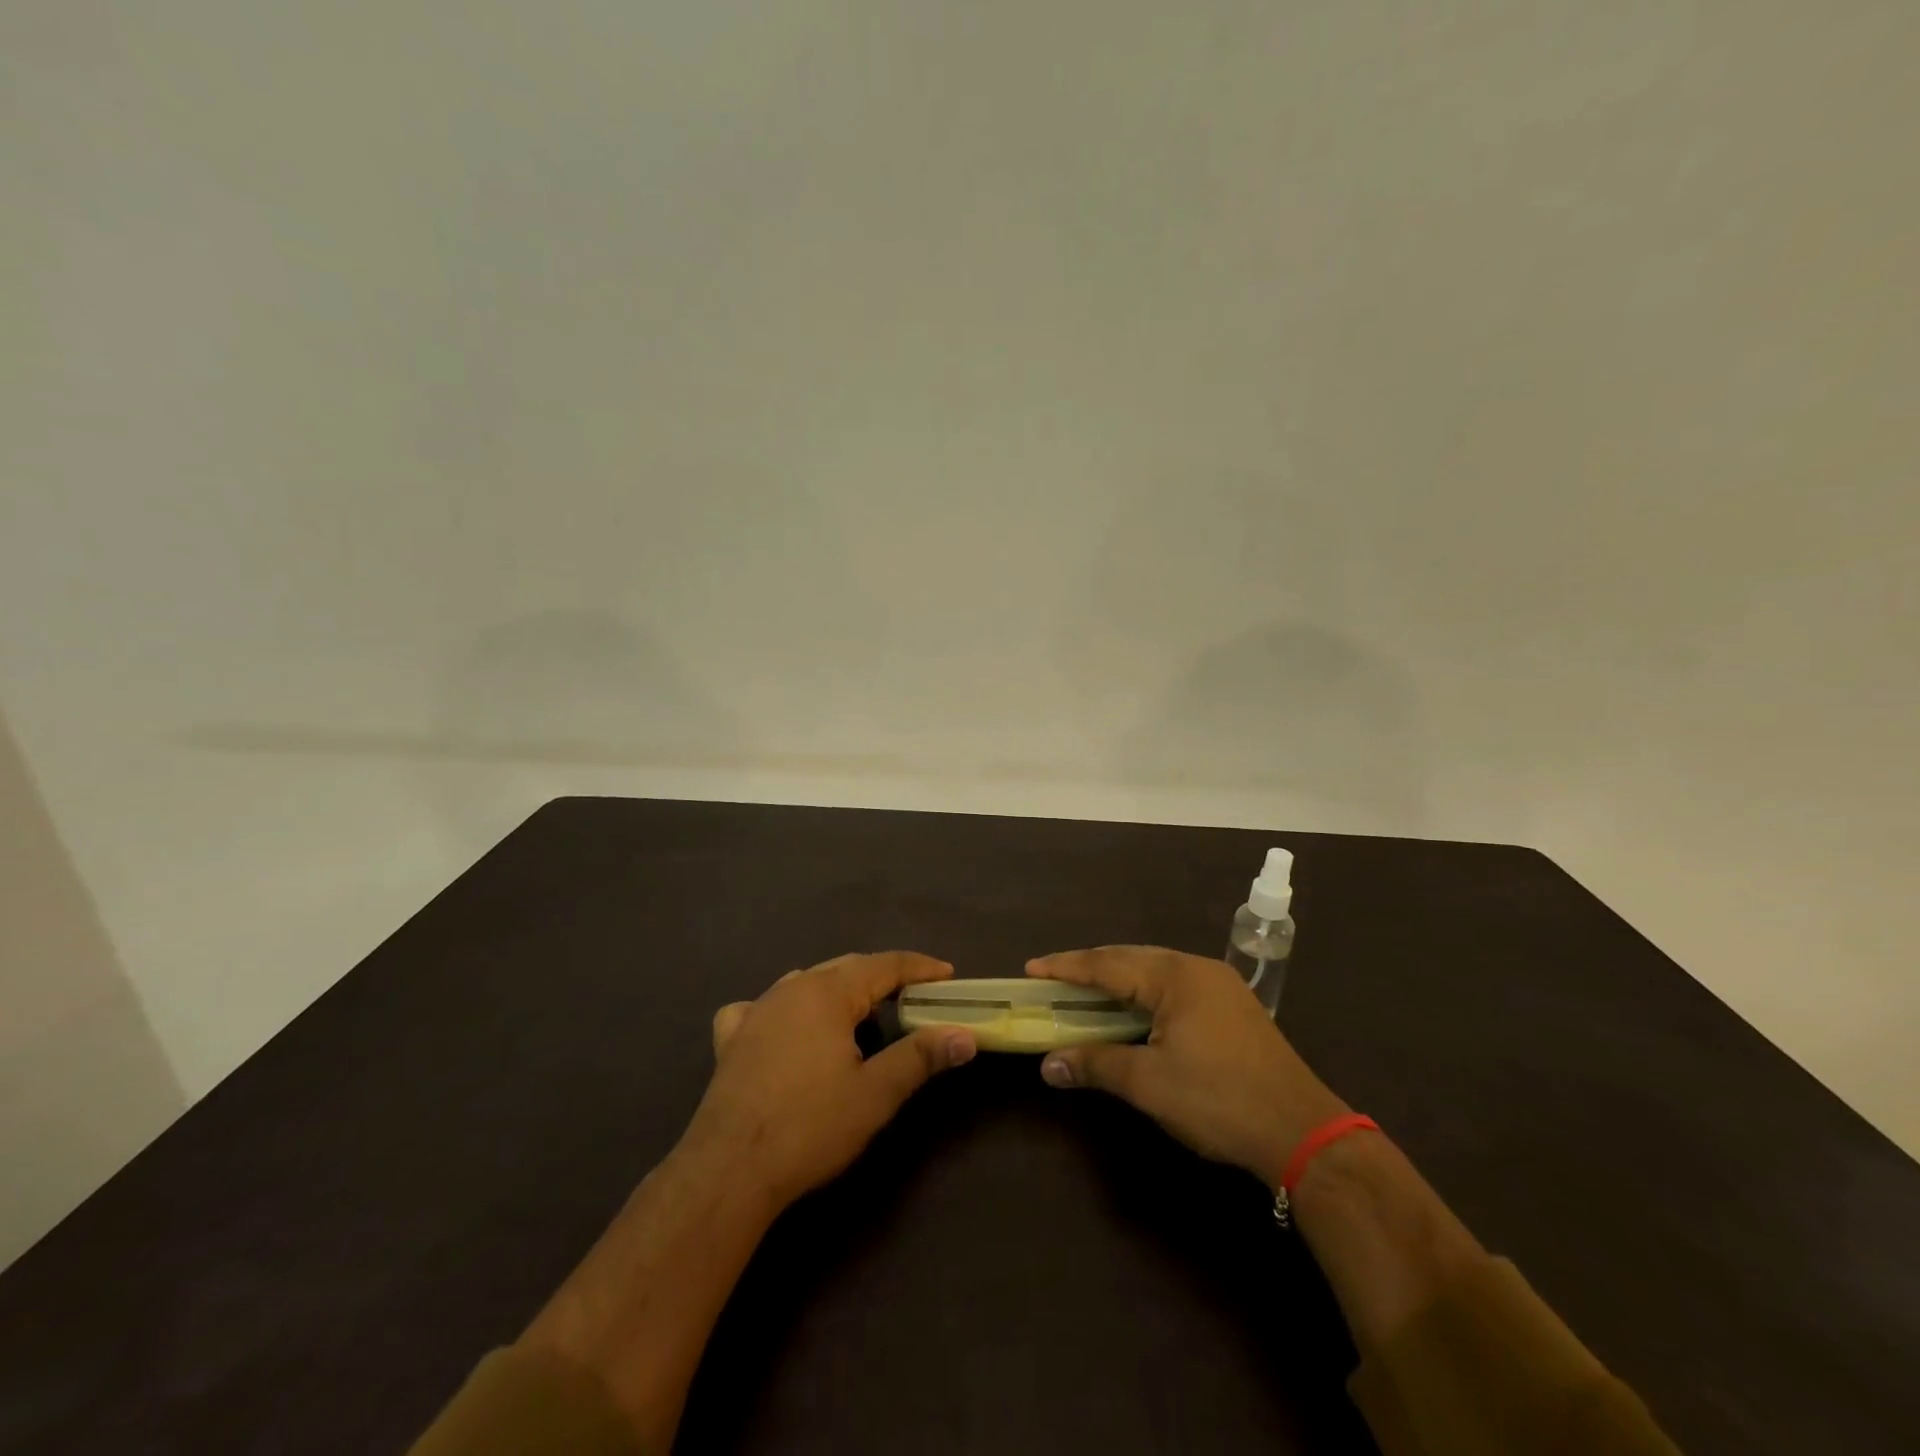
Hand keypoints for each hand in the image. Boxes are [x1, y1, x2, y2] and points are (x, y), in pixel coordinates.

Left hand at [686, 951, 976, 1209]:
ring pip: (806, 983)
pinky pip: (761, 1007)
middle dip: (882, 977)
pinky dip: (783, 1010)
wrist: (729, 1170)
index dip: (919, 967)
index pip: (884, 965)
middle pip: (846, 968)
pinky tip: (782, 1028)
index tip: (947, 973)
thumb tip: (965, 1035)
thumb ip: (921, 1057)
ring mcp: (757, 1010)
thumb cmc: (810, 1126)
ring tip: (859, 1014)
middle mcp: (792, 988)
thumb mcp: (876, 1093)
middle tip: (913, 995)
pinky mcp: (731, 1039)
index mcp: (828, 992)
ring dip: (838, 991)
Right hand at [1027, 947, 1346, 1186]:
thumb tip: (1048, 1065)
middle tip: (1052, 979)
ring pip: (1154, 969)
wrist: (1303, 1131)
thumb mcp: (1150, 1084)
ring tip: (1085, 991)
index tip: (1031, 969)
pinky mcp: (1232, 1005)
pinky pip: (1174, 984)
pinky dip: (1143, 991)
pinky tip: (1133, 1008)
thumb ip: (1096, 1065)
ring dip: (1117, 978)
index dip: (1066, 967)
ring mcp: (1218, 985)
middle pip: (1130, 958)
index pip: (1107, 963)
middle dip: (1089, 967)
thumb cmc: (1219, 1100)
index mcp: (1174, 976)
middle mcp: (1196, 968)